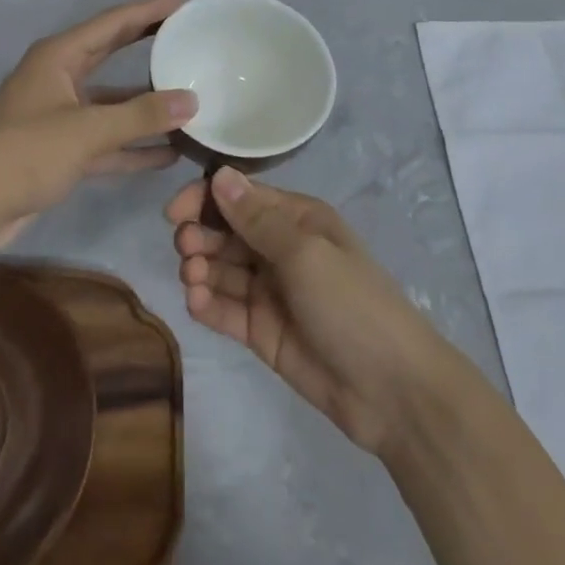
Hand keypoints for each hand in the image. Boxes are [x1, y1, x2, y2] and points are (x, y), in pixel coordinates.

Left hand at [0, 0, 197, 250]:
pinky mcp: (62, 151)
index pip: (113, 23)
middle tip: (190, 36)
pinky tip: (169, 152)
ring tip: (191, 97)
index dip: (149, 10)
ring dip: (147, 103)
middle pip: (113, 53)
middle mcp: (61, 78)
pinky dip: (134, 145)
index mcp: (59, 57)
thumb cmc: (21, 154)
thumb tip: (191, 101)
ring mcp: (61, 116)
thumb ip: (140, 116)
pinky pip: (108, 140)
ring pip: (113, 102)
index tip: (185, 2)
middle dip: (149, 44)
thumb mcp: (85, 131)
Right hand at [167, 168, 442, 455]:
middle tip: (185, 249)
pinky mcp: (262, 331)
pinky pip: (226, 309)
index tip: (174, 213)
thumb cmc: (351, 304)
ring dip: (200, 268)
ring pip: (222, 270)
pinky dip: (207, 304)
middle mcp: (281, 249)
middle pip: (227, 232)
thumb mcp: (305, 254)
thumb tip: (220, 175)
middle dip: (200, 235)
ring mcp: (271, 292)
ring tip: (192, 278)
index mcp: (298, 220)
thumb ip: (257, 219)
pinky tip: (197, 303)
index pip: (242, 198)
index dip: (205, 200)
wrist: (391, 390)